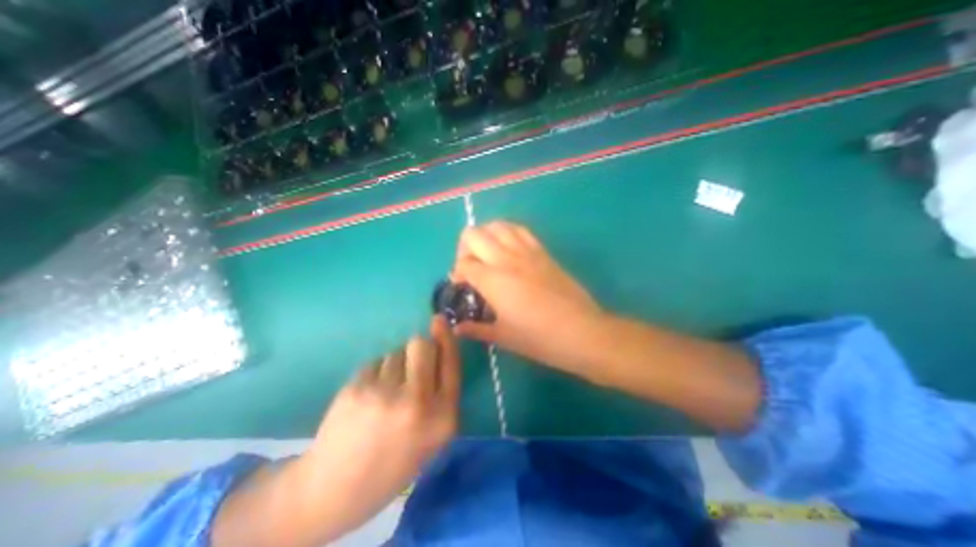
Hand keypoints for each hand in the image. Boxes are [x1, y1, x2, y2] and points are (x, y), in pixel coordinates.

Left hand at [303, 319, 461, 536]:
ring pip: (396, 352)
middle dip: (419, 348)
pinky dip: (376, 372)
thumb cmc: (394, 462)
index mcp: (442, 418)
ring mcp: (384, 394)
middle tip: (411, 365)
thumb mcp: (432, 437)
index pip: (451, 363)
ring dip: (396, 364)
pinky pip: (375, 362)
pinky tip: (368, 396)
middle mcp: (417, 402)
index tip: (440, 319)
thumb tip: (439, 348)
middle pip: (422, 345)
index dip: (446, 338)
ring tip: (385, 391)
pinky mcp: (356, 389)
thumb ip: (441, 394)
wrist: (335, 490)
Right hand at [450, 220, 602, 374]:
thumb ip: (476, 329)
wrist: (581, 331)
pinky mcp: (542, 251)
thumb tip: (457, 329)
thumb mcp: (503, 336)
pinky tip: (508, 249)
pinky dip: (506, 232)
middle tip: (471, 267)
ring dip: (485, 236)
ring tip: (487, 254)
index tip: (462, 286)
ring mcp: (526, 251)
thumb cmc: (539, 338)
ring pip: (496, 225)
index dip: (457, 274)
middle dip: (464, 249)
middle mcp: (505, 258)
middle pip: (472, 235)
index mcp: (492, 280)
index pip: (463, 264)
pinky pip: (519, 230)